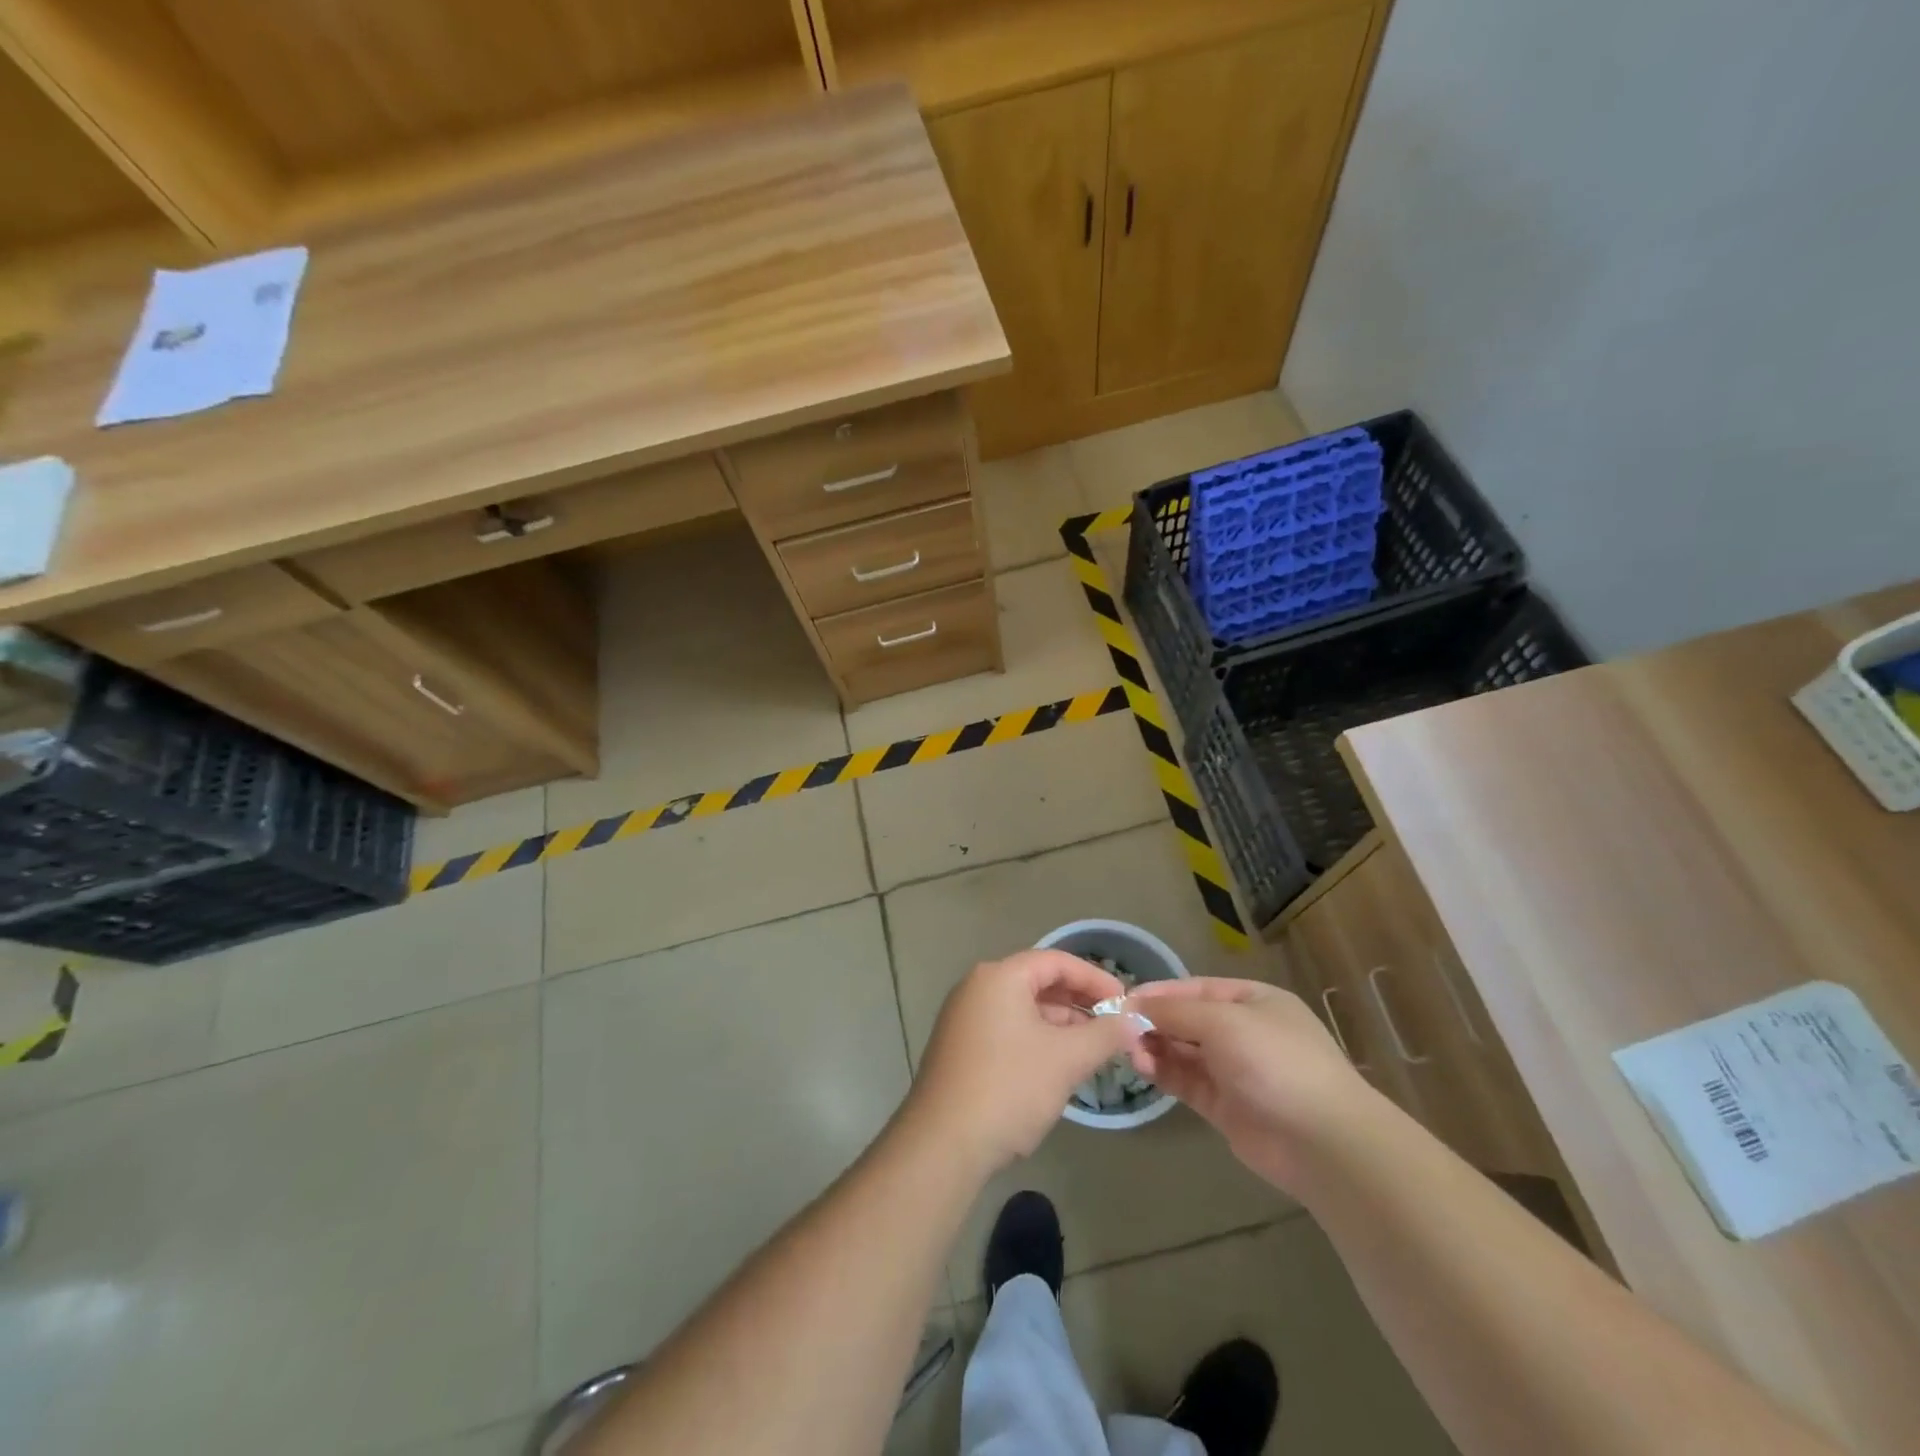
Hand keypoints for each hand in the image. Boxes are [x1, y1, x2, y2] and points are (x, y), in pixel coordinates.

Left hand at [908, 951, 1140, 1174]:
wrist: (943, 1144)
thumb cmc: (1009, 1088)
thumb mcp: (1066, 1059)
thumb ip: (1104, 1035)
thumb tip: (1132, 1021)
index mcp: (999, 977)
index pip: (1056, 961)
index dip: (1095, 979)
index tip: (1125, 1004)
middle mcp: (978, 987)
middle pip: (1038, 982)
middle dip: (1079, 1003)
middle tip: (1114, 1028)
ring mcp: (965, 1018)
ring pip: (1024, 1009)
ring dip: (1061, 1025)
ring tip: (1093, 1050)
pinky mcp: (961, 1048)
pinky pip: (1008, 1030)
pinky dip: (1038, 1040)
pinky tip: (1059, 1067)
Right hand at [1126, 977, 1380, 1192]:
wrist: (1324, 1143)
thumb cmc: (1276, 1063)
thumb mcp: (1223, 1022)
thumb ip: (1175, 1011)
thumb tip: (1133, 1003)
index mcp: (1252, 1001)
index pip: (1194, 989)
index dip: (1158, 993)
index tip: (1121, 1000)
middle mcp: (1242, 1031)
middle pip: (1186, 1020)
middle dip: (1153, 1022)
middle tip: (1119, 1031)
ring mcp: (1234, 1070)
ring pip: (1183, 1051)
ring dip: (1154, 1047)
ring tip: (1130, 1052)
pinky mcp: (1225, 1106)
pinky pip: (1186, 1080)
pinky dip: (1164, 1072)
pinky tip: (1142, 1068)